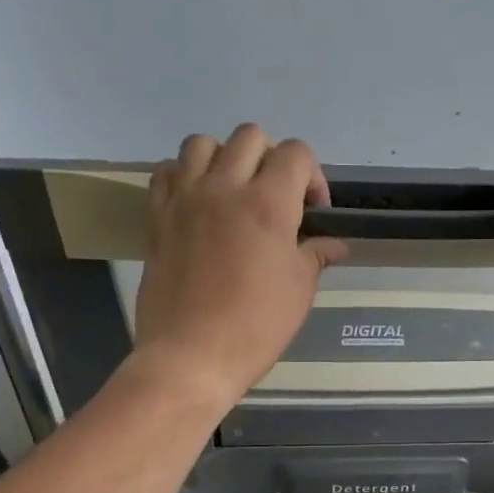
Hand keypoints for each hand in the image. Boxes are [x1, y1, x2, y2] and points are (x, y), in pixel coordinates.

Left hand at [135, 126, 346, 405]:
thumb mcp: (299, 291)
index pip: (297, 153)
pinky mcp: (158, 216)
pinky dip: (186, 176)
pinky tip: (198, 204)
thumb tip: (335, 245)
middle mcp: (225, 187)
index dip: (313, 176)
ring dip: (225, 159)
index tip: (313, 212)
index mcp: (268, 204)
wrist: (191, 356)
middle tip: (276, 199)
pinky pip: (167, 171)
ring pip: (203, 143)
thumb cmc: (256, 326)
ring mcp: (186, 199)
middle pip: (251, 136)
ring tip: (233, 193)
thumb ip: (316, 256)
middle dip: (272, 160)